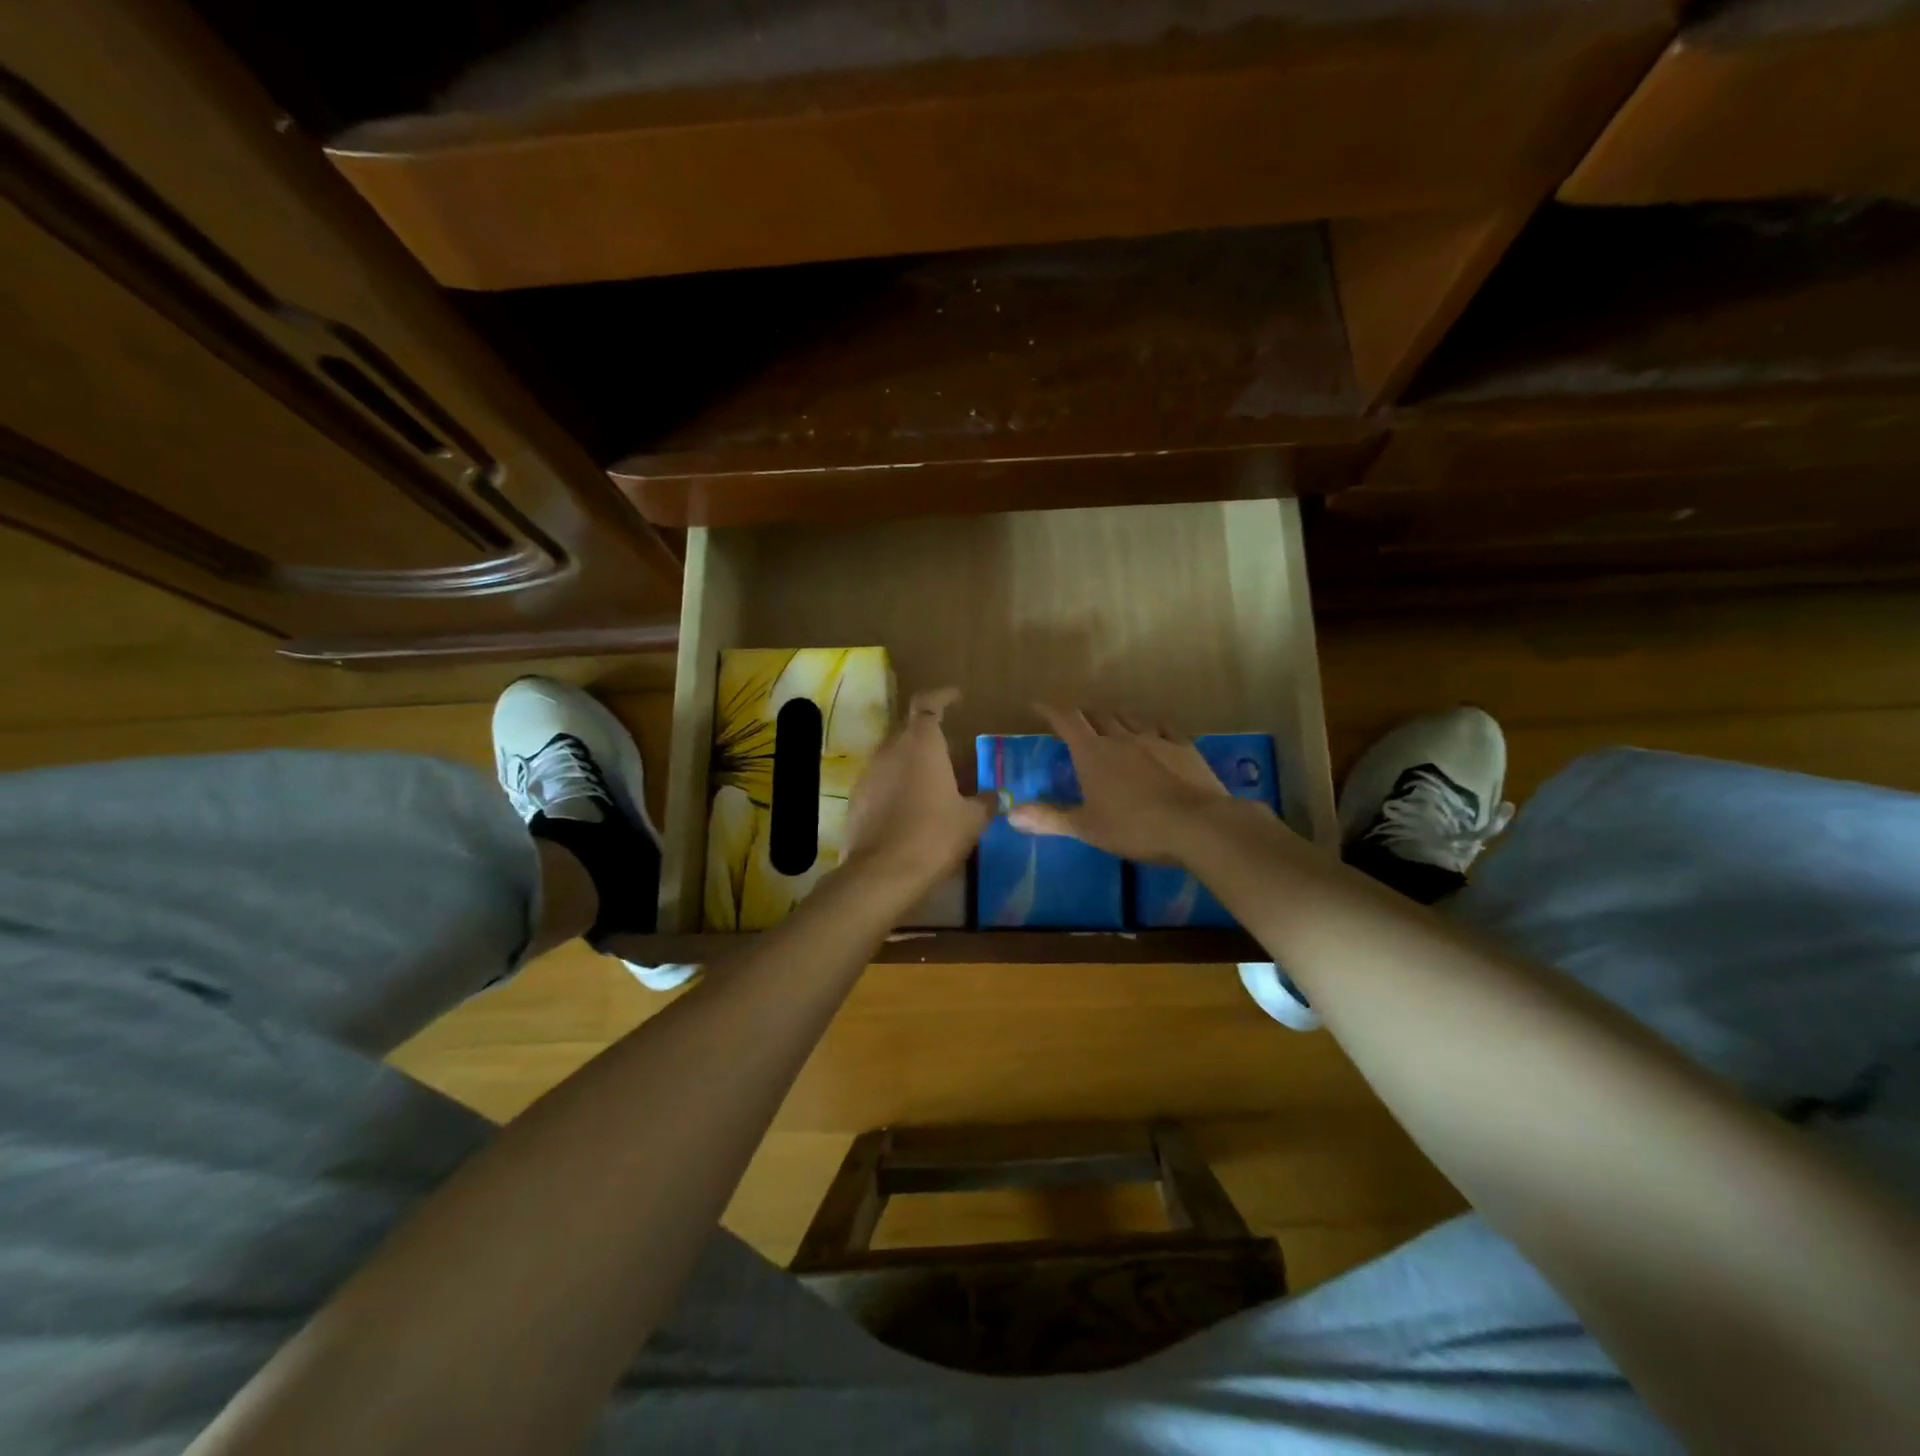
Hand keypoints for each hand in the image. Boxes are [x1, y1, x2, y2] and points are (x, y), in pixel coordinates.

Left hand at [844, 688, 995, 896]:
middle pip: (908, 727)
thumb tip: (997, 796)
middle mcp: (891, 749)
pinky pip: (880, 779)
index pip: (927, 702)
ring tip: (932, 780)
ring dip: (910, 759)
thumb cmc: (934, 836)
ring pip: (892, 753)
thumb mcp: (972, 820)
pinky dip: (895, 783)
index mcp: (921, 743)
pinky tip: (910, 806)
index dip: (942, 696)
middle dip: (928, 732)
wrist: (882, 874)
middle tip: (950, 749)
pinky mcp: (856, 798)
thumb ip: (985, 802)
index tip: (956, 698)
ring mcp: (869, 773)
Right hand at [1008, 706, 1240, 863]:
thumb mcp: (1086, 827)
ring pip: (1129, 716)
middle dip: (1083, 715)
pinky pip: (1162, 726)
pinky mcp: (1183, 747)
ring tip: (1111, 722)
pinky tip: (1153, 730)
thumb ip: (1049, 818)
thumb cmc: (1134, 827)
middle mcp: (1121, 737)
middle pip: (1097, 714)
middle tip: (1076, 722)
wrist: (1196, 825)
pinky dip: (1150, 725)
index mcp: (1092, 752)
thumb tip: (1010, 815)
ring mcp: (1155, 738)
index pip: (1066, 720)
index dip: (1050, 709)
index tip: (1037, 704)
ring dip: (1115, 716)